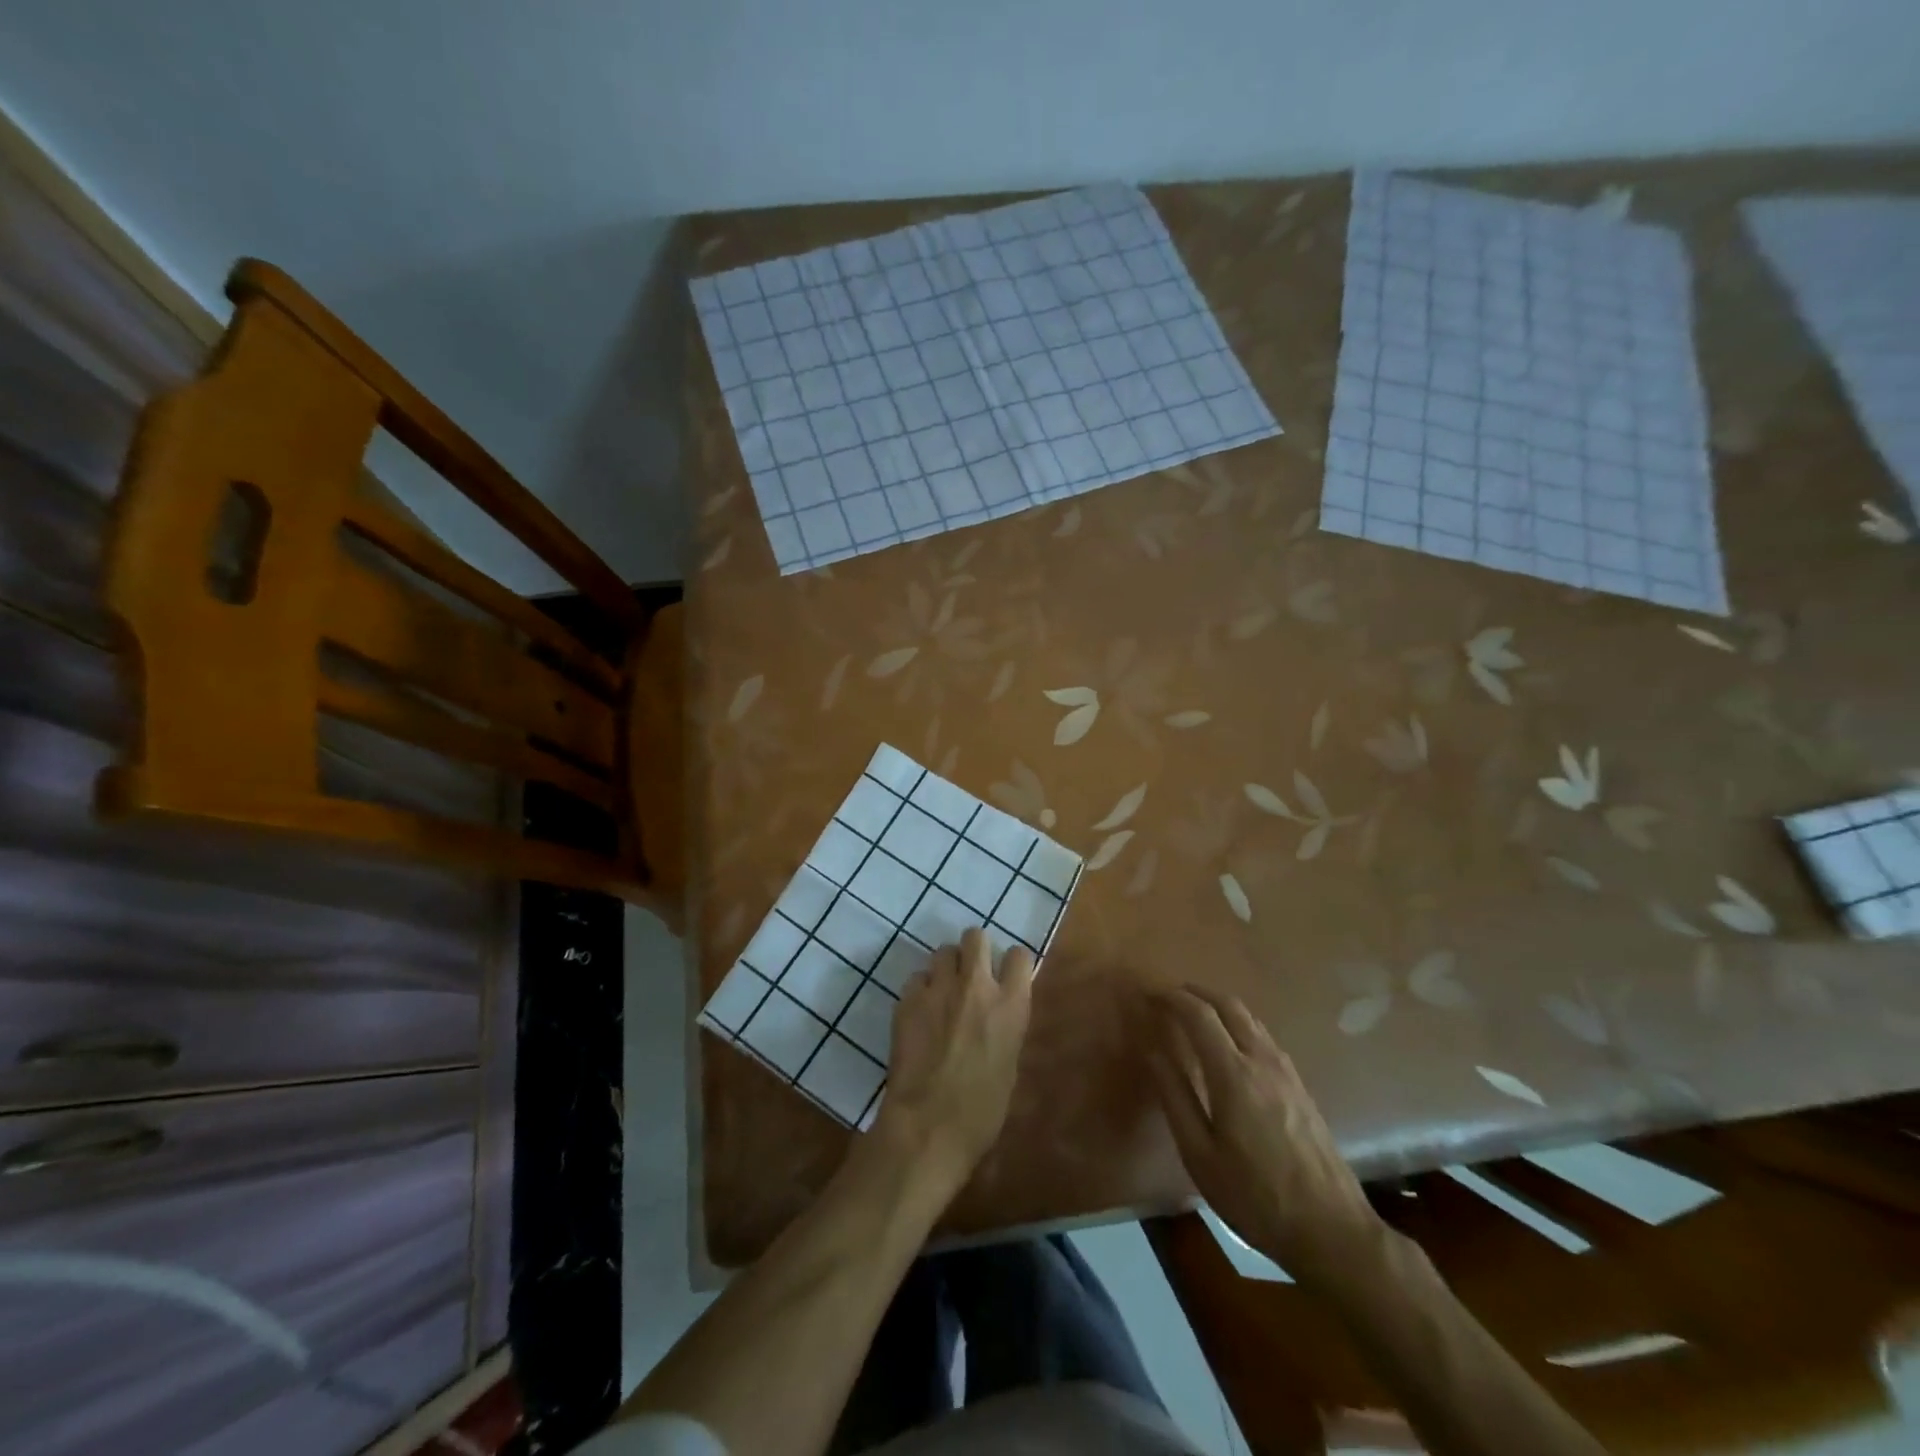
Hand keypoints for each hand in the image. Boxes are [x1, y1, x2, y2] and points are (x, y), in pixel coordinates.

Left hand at [876, 928, 1034, 1188]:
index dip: (1012, 963)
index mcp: (1011, 1006)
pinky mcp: (908, 999)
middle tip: (970, 974)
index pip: (1019, 955)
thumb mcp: (1009, 1066)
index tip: (1005, 975)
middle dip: (974, 950)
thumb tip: (997, 1018)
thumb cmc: (981, 1113)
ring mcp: (939, 989)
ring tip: (941, 992)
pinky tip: (919, 1013)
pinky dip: (919, 990)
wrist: (928, 1126)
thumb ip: (1005, 1029)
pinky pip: (916, 978)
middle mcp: (977, 987)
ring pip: (943, 951)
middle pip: (976, 936)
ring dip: (945, 968)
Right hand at [1145, 986, 1382, 1278]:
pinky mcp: (1300, 1086)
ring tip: (1196, 1014)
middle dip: (1197, 992)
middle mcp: (1262, 1060)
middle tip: (1170, 996)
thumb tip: (1153, 1053)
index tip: (1150, 996)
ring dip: (1220, 1005)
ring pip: (1251, 1018)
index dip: (1173, 999)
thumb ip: (1175, 1098)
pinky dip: (1240, 1023)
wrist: (1331, 1230)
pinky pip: (1264, 1036)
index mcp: (1233, 1074)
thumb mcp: (1200, 1155)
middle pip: (1229, 1005)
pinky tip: (1231, 1043)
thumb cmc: (1255, 1197)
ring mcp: (1286, 1071)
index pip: (1200, 1015)